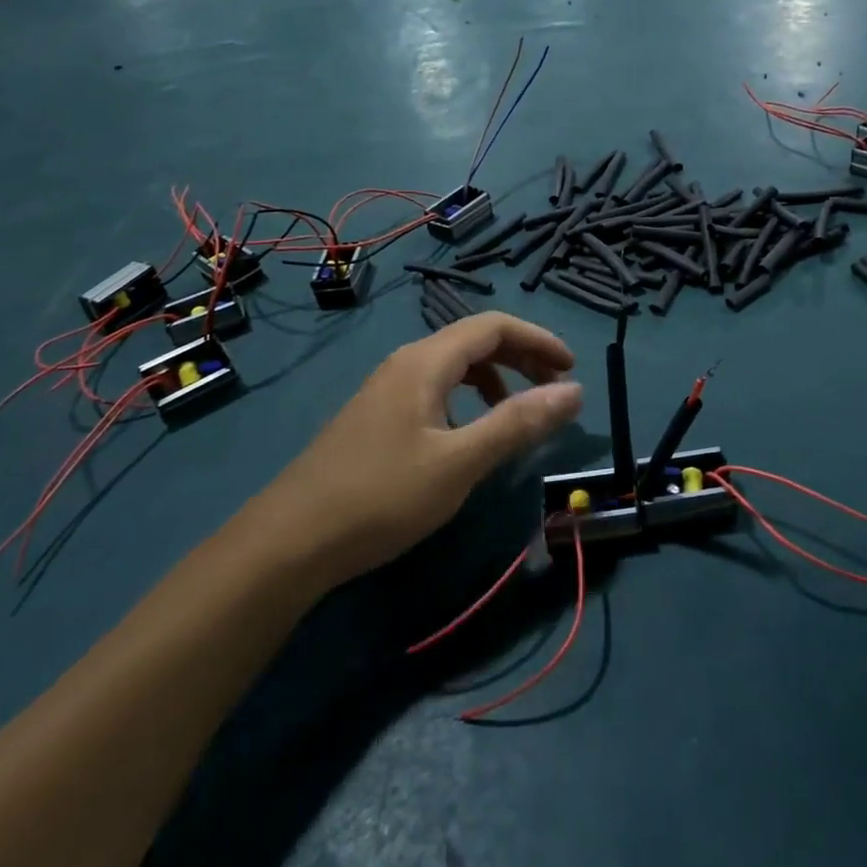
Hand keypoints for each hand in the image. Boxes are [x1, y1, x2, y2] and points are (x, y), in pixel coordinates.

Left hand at [263, 313, 582, 587]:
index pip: (494, 326)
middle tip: (556, 387)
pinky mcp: (377, 416)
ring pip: (454, 366)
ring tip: (520, 411)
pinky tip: (470, 433)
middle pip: (474, 341)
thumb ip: (518, 423)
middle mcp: (406, 363)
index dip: (538, 340)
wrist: (291, 540)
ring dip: (496, 378)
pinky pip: (436, 389)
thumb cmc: (382, 496)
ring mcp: (387, 389)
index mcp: (426, 361)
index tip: (572, 368)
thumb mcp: (460, 462)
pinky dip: (468, 398)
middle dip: (521, 357)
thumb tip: (575, 391)